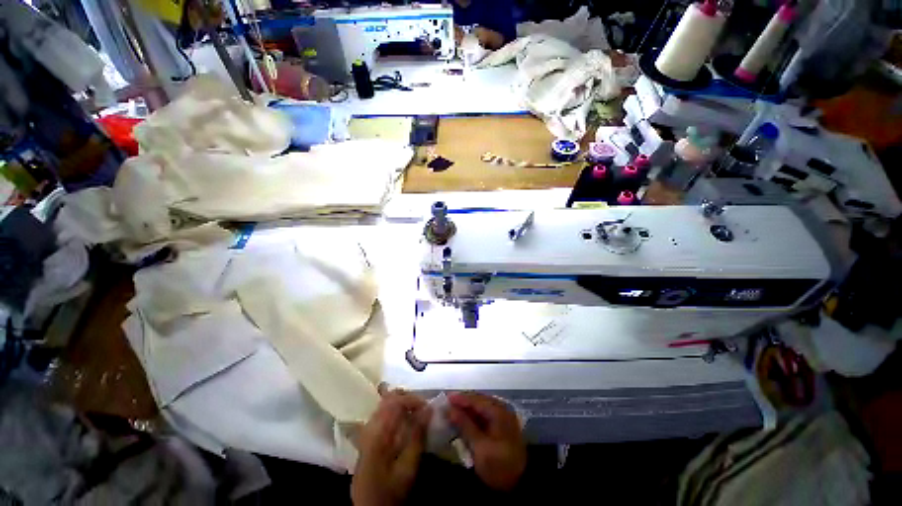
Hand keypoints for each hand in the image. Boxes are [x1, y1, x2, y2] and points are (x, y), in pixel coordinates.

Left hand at [352, 390, 430, 505]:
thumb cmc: (390, 491)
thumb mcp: (407, 468)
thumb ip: (417, 436)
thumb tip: (429, 409)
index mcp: (377, 433)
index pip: (394, 401)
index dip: (412, 399)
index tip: (428, 407)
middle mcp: (369, 426)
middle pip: (387, 398)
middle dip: (407, 398)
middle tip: (423, 407)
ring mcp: (366, 431)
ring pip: (384, 404)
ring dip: (402, 403)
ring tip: (416, 413)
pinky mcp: (367, 437)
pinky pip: (382, 413)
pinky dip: (395, 411)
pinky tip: (405, 421)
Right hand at [447, 392, 526, 490]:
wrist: (520, 484)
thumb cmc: (499, 466)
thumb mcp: (479, 447)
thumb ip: (465, 425)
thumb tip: (450, 409)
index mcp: (498, 411)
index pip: (476, 400)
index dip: (460, 398)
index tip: (445, 398)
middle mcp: (501, 409)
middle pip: (479, 401)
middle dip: (463, 403)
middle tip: (447, 405)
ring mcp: (502, 418)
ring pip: (481, 408)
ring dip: (467, 410)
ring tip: (452, 412)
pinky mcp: (501, 427)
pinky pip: (484, 416)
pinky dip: (473, 417)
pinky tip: (464, 421)